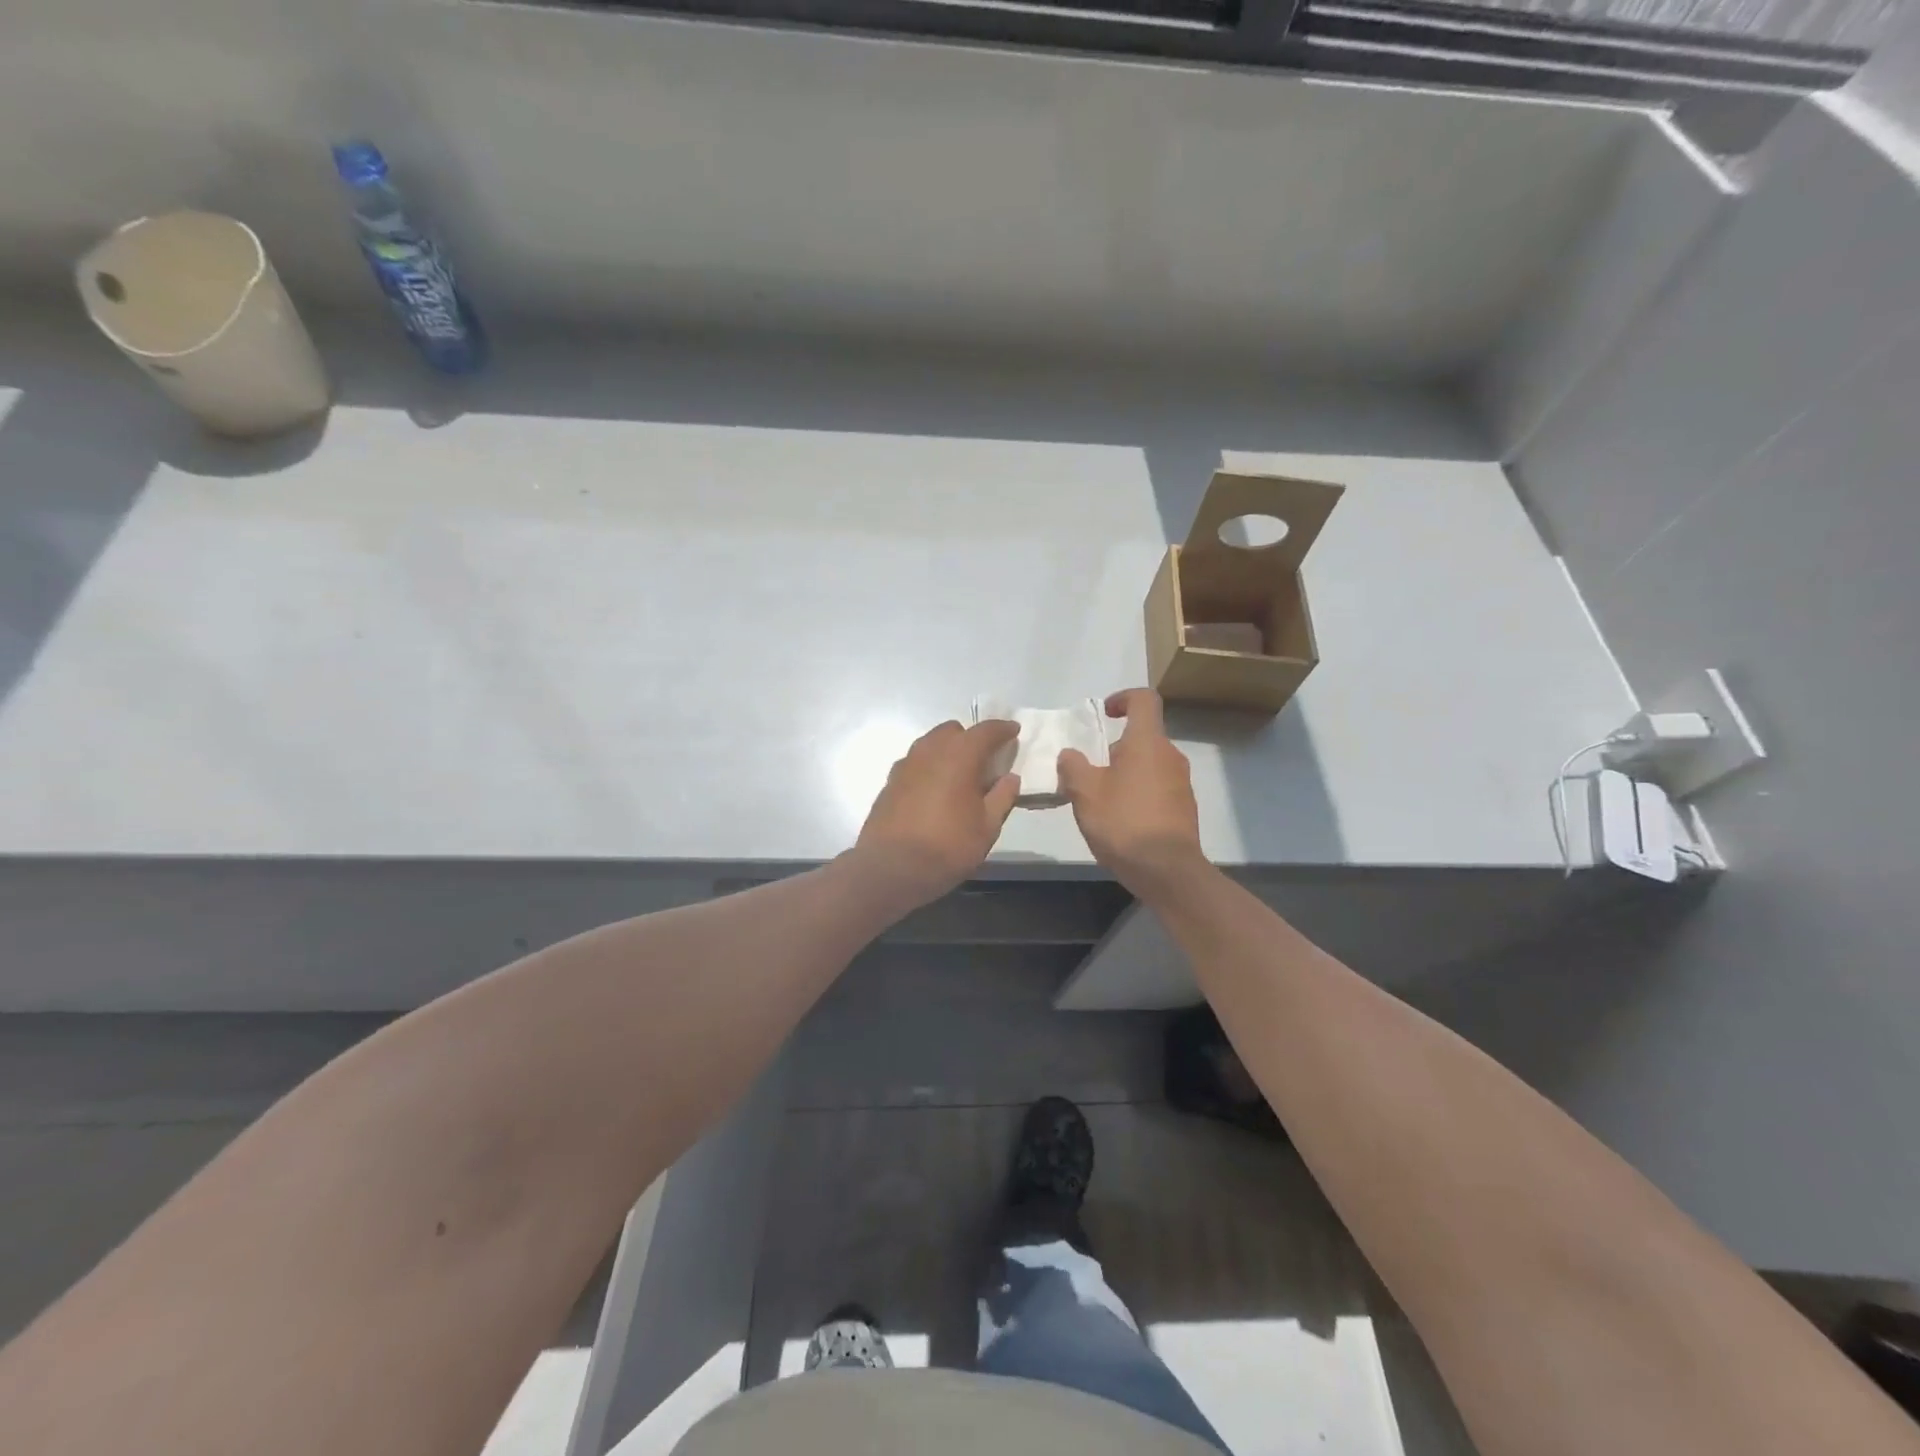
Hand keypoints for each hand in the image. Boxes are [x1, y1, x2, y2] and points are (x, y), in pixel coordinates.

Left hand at [852, 719, 1020, 908]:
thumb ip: (1002, 797)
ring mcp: (905, 764)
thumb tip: (1010, 778)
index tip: (1013, 731)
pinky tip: (935, 791)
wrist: (891, 868)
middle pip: (953, 731)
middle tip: (985, 760)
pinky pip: (915, 763)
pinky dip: (929, 767)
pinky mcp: (890, 781)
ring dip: (947, 751)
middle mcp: (929, 751)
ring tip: (959, 776)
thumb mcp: (987, 827)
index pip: (985, 730)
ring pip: (931, 744)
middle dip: (971, 738)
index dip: (1002, 729)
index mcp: (959, 755)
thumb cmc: (948, 846)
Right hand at [1057, 689, 1204, 896]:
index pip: (1144, 700)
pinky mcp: (1184, 808)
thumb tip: (1071, 755)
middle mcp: (1169, 756)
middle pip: (1144, 736)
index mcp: (1147, 742)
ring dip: (1125, 772)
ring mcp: (1181, 782)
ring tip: (1101, 799)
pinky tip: (1120, 819)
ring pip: (1149, 763)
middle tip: (1090, 771)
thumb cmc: (1123, 822)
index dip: (1123, 698)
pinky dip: (1138, 792)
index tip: (1105, 714)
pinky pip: (1158, 787)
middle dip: (1115, 747)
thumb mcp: (1084, 793)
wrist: (1167, 870)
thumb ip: (1073, 767)